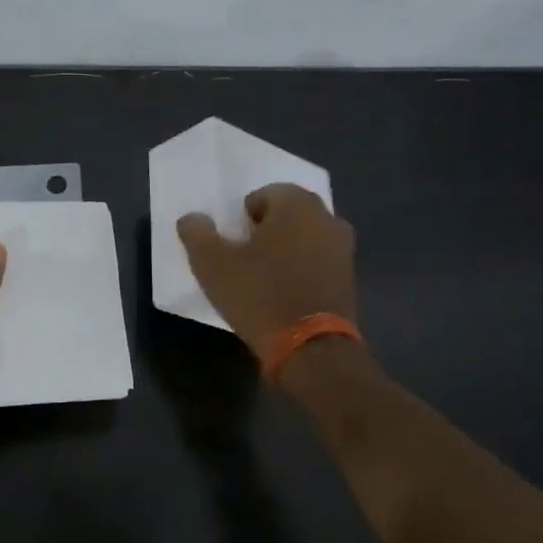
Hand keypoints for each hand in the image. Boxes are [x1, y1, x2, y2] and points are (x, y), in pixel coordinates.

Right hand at [177, 184, 355, 357]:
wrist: (311, 348)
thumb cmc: (259, 295)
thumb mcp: (212, 264)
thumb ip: (197, 234)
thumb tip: (192, 219)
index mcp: (297, 205)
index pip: (265, 194)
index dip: (243, 217)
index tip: (233, 243)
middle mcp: (327, 218)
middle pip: (288, 214)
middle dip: (266, 230)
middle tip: (243, 257)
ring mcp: (343, 250)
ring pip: (305, 238)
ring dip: (285, 250)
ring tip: (262, 277)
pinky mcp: (349, 279)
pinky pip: (318, 262)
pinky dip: (302, 270)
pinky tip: (283, 294)